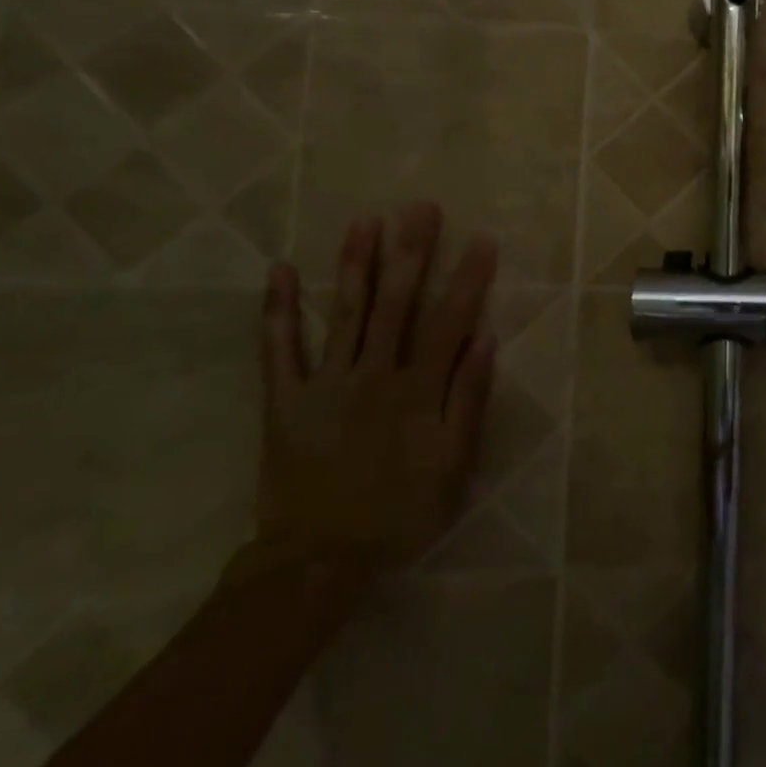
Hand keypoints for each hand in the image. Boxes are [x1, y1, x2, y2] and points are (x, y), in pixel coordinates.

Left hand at [234, 203, 498, 581]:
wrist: (318, 559)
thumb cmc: (398, 511)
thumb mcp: (452, 463)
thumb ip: (469, 398)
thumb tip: (486, 338)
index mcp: (417, 389)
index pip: (449, 320)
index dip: (468, 277)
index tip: (481, 238)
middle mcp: (373, 373)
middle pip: (396, 302)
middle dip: (411, 251)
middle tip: (420, 207)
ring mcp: (325, 382)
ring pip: (345, 312)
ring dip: (355, 264)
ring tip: (365, 220)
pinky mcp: (285, 399)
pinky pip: (278, 349)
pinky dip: (278, 310)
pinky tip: (281, 271)